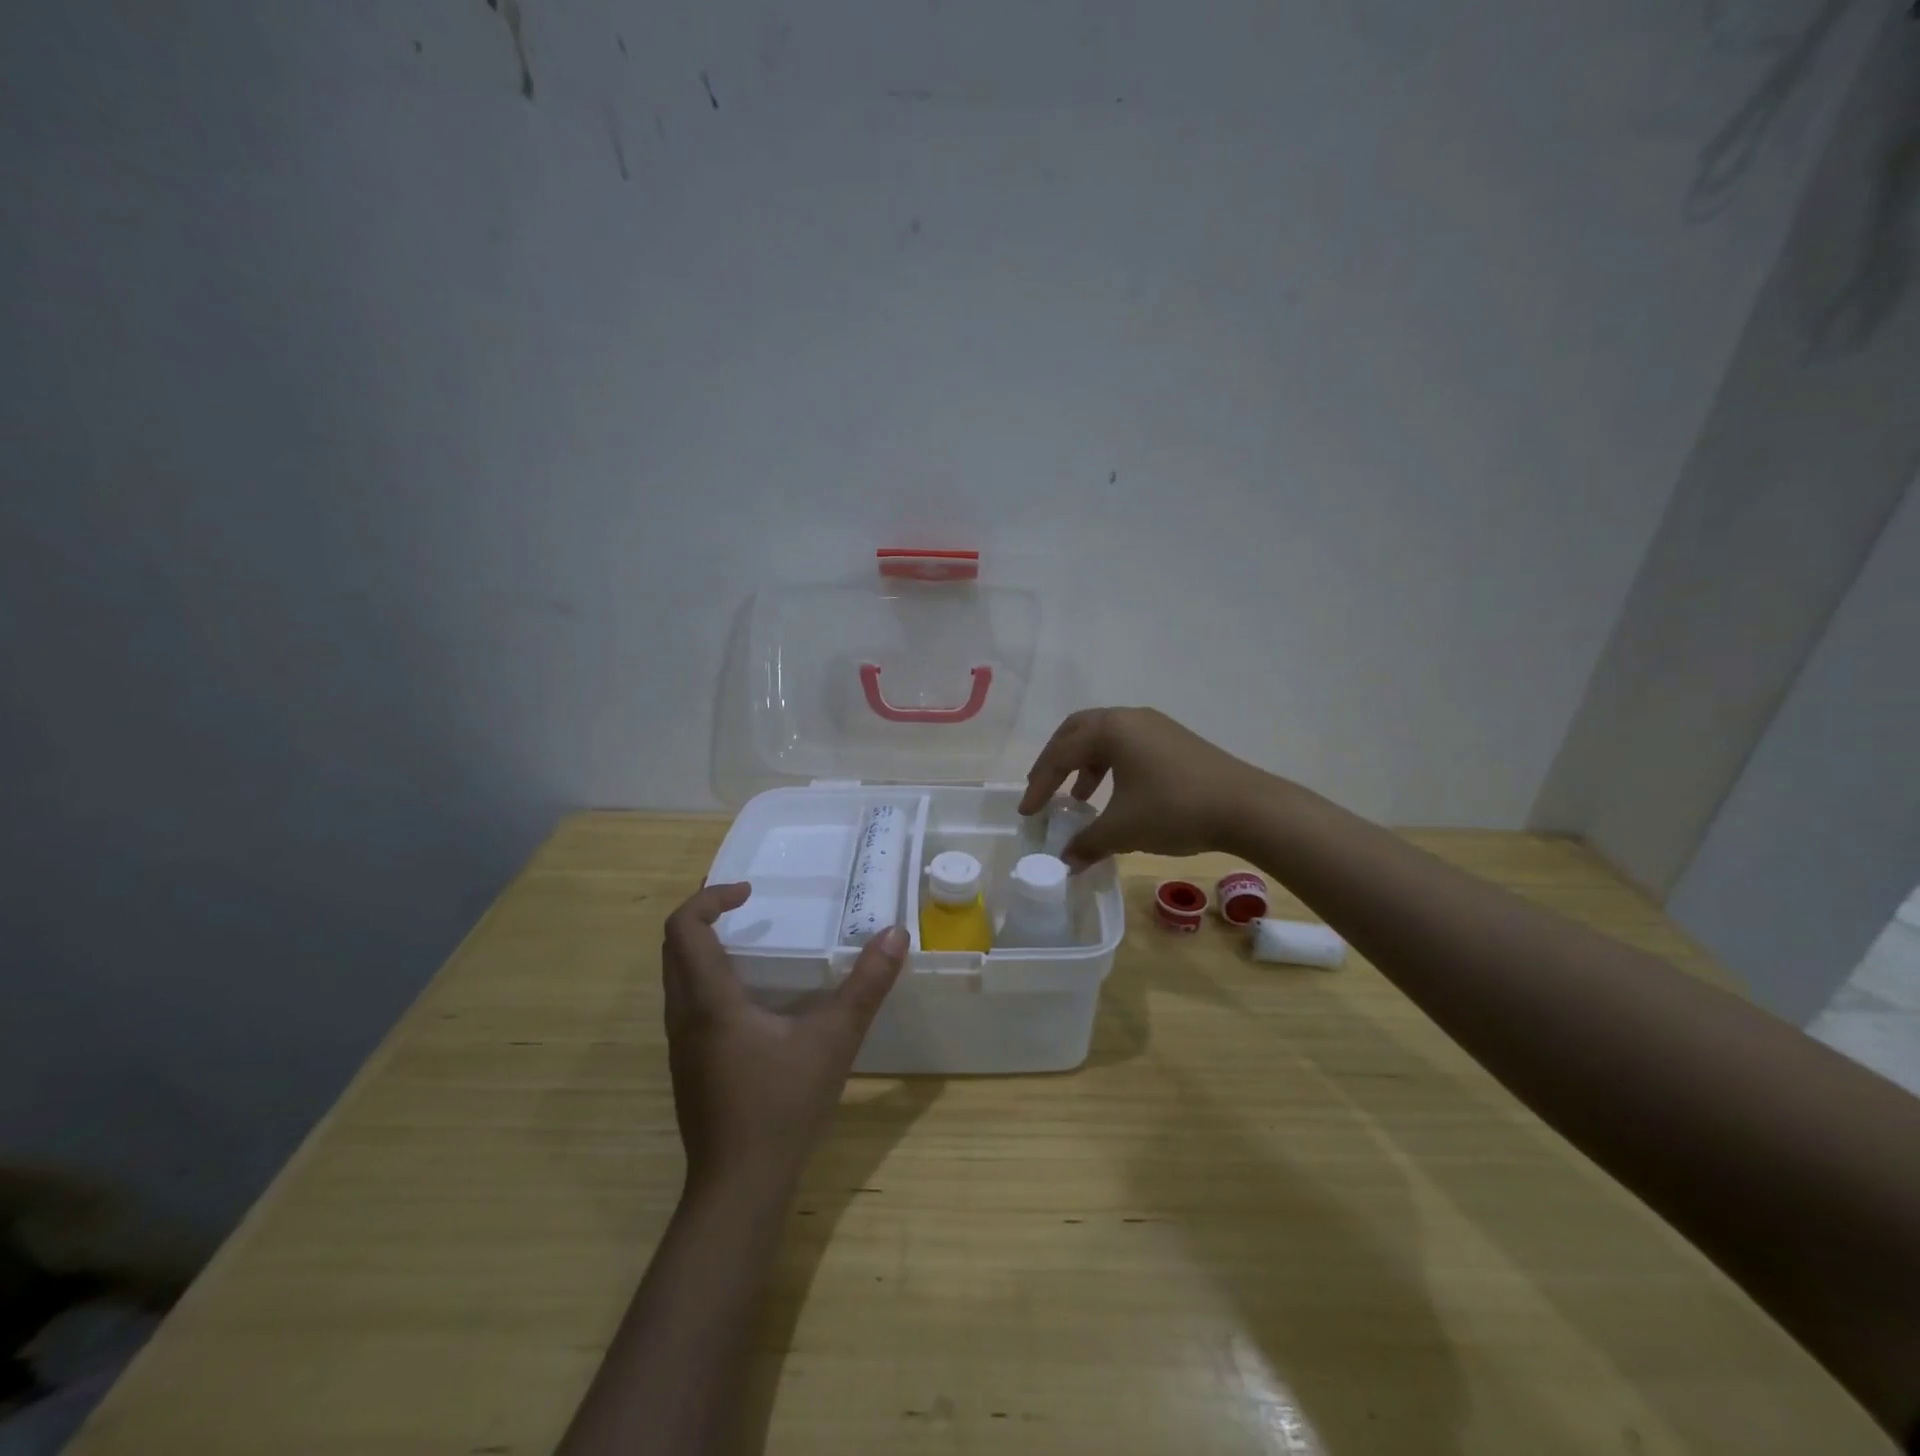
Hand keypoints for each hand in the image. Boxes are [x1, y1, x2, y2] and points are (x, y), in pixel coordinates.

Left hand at [661, 883, 908, 1194]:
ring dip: (703, 949)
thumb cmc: (782, 1106)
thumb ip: (866, 985)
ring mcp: (681, 1047)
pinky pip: (687, 1005)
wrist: (738, 1189)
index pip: (683, 929)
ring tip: (749, 944)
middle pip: (673, 949)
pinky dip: (708, 981)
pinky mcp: (689, 1069)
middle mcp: (684, 1018)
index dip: (710, 898)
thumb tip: (895, 934)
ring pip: (676, 979)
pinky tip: (751, 1002)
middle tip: (743, 905)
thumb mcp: (833, 1040)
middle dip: (703, 916)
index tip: (749, 892)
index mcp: (708, 1002)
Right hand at [1018, 707, 1272, 868]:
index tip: (1027, 813)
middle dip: (1056, 762)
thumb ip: (1087, 843)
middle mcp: (1130, 718)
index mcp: (1111, 729)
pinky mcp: (1175, 741)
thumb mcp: (1123, 829)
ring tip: (1081, 798)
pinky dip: (1111, 766)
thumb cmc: (1174, 809)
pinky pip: (1128, 746)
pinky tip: (1117, 796)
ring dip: (1085, 765)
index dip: (1039, 785)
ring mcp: (1156, 726)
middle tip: (1044, 790)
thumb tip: (1065, 864)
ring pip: (1105, 738)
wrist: (1247, 807)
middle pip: (1077, 732)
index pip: (1060, 754)